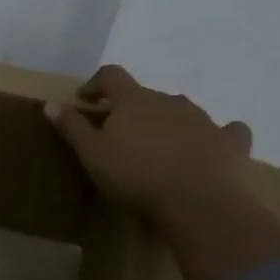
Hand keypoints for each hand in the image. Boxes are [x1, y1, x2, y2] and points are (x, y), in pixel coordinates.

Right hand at [45, 65, 254, 222]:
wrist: (198, 204)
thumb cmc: (136, 175)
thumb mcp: (91, 153)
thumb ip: (71, 126)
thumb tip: (50, 103)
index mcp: (134, 99)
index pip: (112, 75)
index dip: (96, 83)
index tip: (85, 99)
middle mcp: (170, 100)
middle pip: (146, 95)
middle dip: (132, 109)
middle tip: (121, 133)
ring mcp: (204, 120)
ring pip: (182, 110)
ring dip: (169, 121)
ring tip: (160, 145)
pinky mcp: (230, 143)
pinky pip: (227, 131)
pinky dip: (219, 135)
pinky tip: (214, 145)